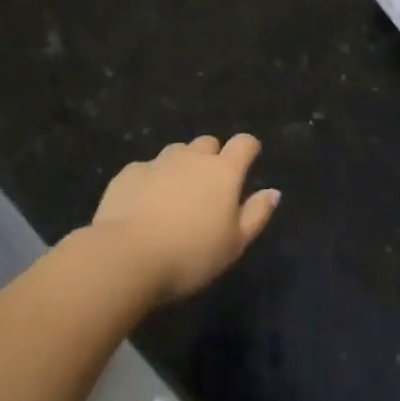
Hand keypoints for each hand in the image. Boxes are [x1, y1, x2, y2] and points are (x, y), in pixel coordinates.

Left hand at [93, 134, 280, 301]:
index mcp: (223, 172)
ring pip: (176, 152)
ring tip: (176, 196)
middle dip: (212, 157)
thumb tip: (273, 192)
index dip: (248, 149)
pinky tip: (143, 206)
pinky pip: (146, 168)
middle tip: (208, 187)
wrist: (126, 256)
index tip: (248, 161)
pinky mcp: (129, 173)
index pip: (244, 143)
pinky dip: (151, 180)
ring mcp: (158, 162)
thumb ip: (256, 214)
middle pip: (208, 143)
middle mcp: (192, 158)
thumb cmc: (190, 255)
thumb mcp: (234, 244)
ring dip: (181, 166)